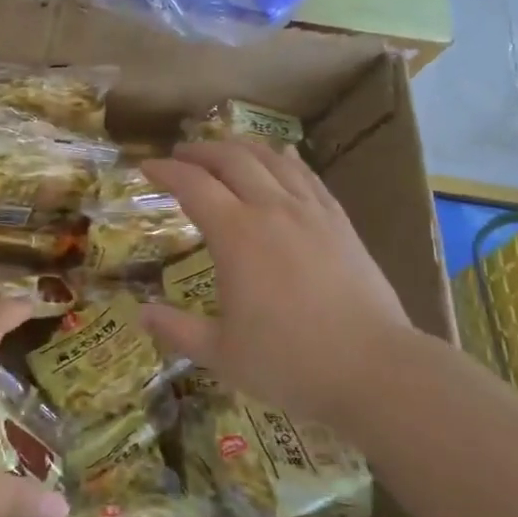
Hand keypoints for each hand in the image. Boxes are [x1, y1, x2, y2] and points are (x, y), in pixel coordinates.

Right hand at [141, 140, 420, 435]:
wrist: (375, 368)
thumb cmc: (291, 363)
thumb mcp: (222, 354)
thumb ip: (178, 330)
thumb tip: (141, 315)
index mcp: (236, 235)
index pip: (193, 186)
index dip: (166, 171)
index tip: (147, 167)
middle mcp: (271, 209)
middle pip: (232, 160)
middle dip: (201, 151)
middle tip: (181, 155)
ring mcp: (310, 212)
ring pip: (271, 160)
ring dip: (241, 148)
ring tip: (224, 150)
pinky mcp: (340, 221)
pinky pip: (308, 176)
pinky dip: (286, 160)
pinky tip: (282, 157)